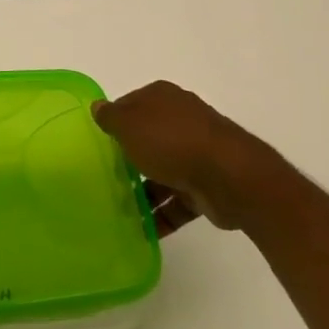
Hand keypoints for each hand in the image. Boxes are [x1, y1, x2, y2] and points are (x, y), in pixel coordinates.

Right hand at [92, 81, 288, 235]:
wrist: (230, 177)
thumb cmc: (171, 141)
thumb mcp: (129, 124)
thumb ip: (110, 117)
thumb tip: (97, 106)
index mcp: (162, 98)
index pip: (130, 106)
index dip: (113, 123)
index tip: (99, 144)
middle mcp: (181, 120)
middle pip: (147, 139)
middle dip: (129, 159)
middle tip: (106, 178)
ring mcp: (197, 153)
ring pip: (162, 172)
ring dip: (144, 192)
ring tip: (121, 211)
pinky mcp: (207, 185)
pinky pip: (178, 200)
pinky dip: (162, 215)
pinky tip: (143, 230)